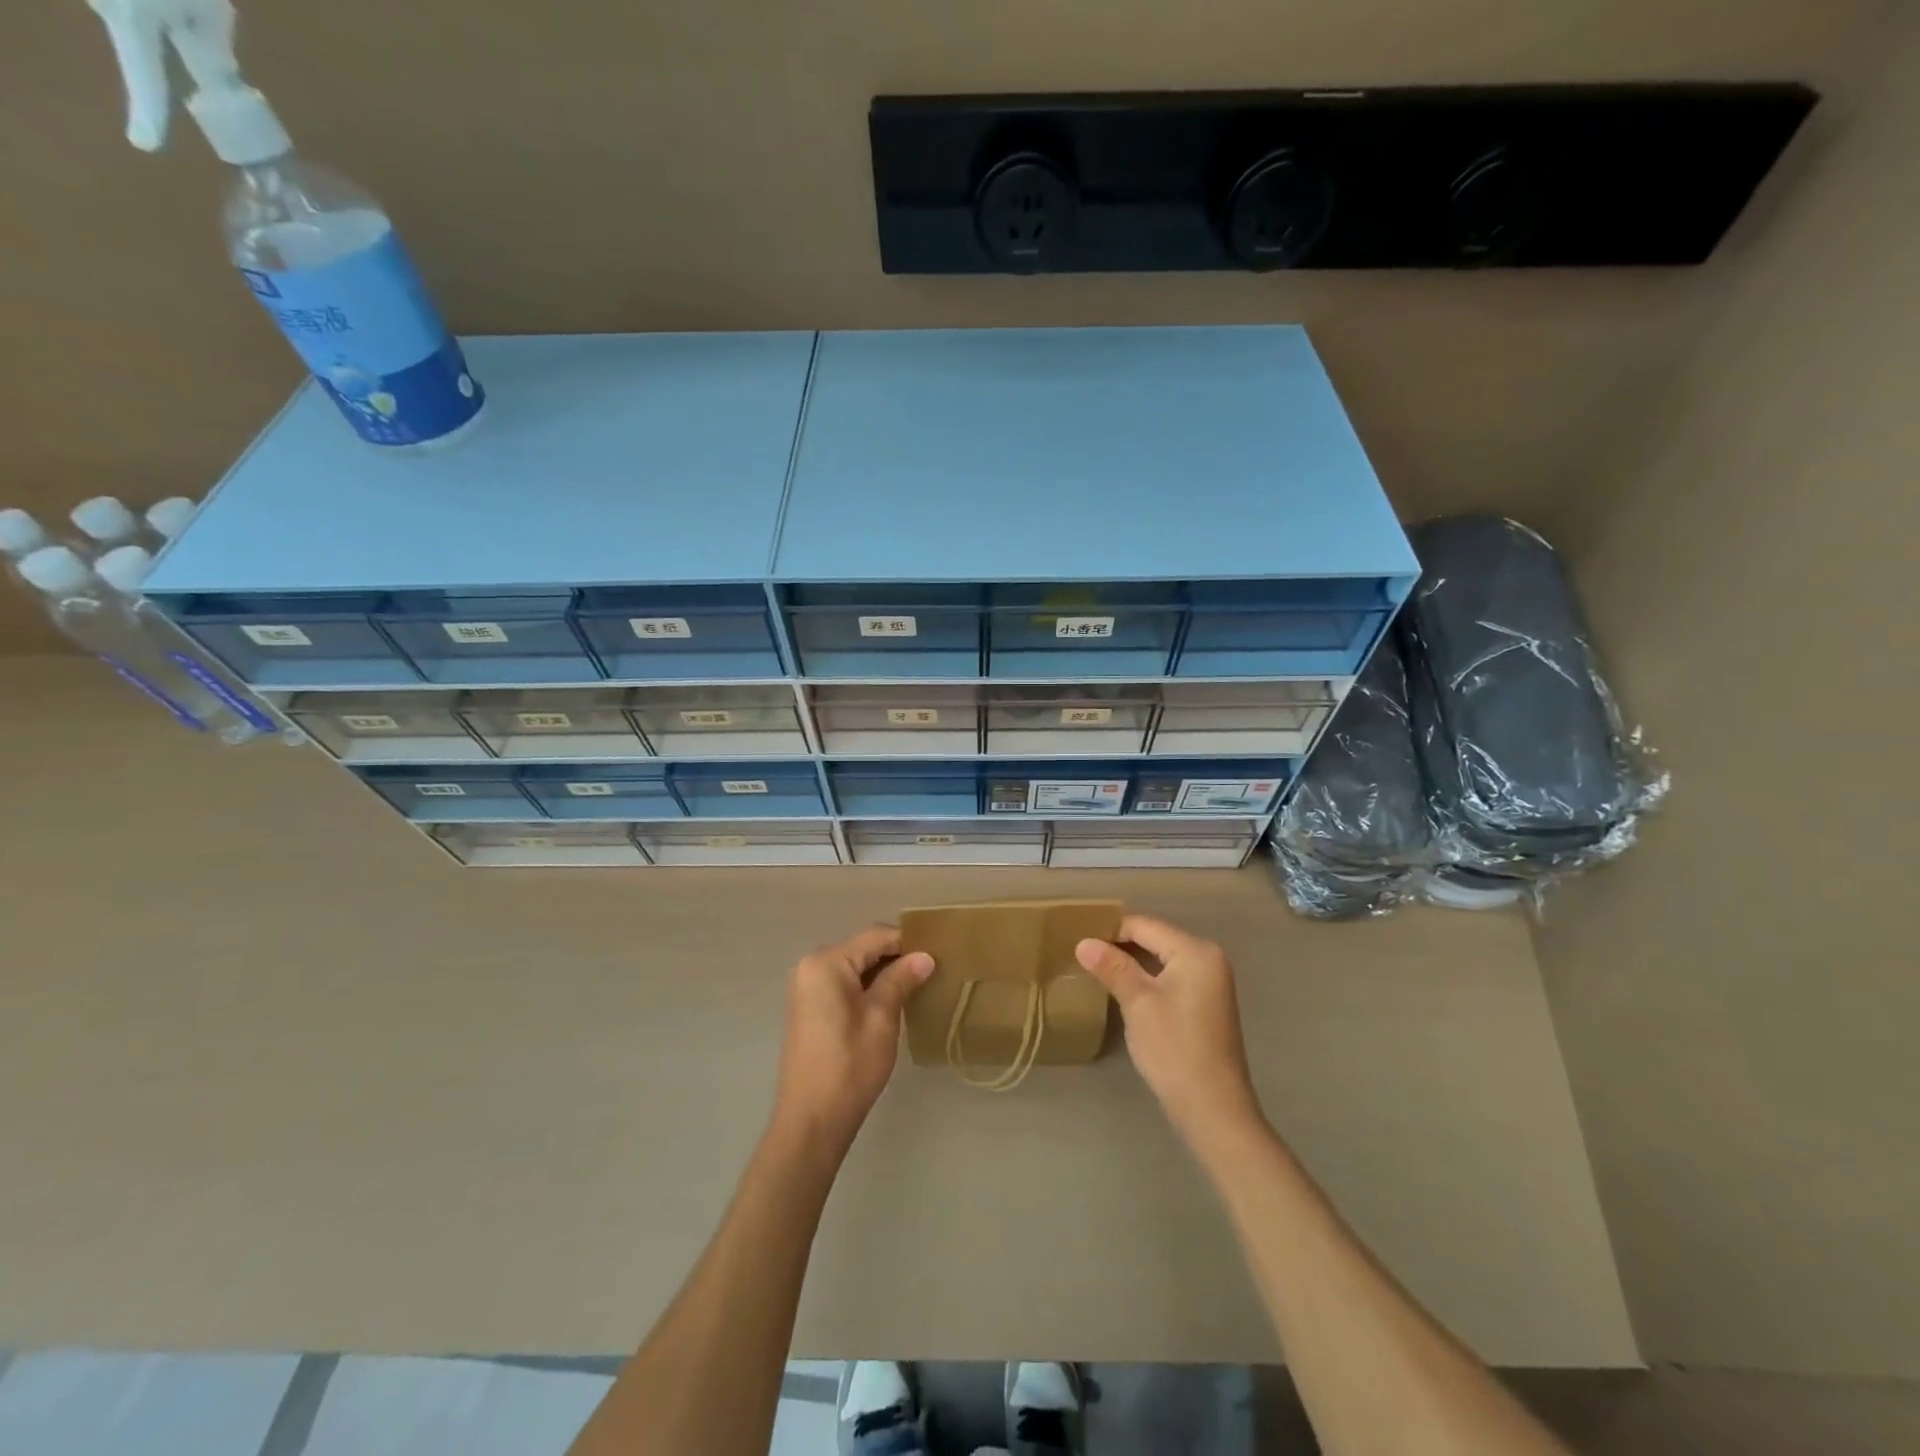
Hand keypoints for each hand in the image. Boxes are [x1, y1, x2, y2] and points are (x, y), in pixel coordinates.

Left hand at [769, 925, 933, 1156]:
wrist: (812, 1121)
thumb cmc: (850, 1066)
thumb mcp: (882, 1018)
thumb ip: (901, 979)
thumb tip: (925, 956)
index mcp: (827, 962)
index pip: (876, 935)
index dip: (908, 941)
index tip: (939, 952)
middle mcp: (811, 965)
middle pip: (863, 948)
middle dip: (897, 956)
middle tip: (932, 970)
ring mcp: (807, 986)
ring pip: (854, 966)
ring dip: (883, 973)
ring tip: (918, 985)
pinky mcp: (809, 1006)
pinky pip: (843, 983)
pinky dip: (867, 987)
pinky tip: (891, 1001)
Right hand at [1075, 914, 1261, 1140]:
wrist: (1213, 1110)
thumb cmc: (1174, 1049)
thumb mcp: (1138, 1003)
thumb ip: (1112, 967)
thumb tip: (1083, 942)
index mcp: (1196, 951)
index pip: (1145, 925)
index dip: (1110, 930)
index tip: (1078, 940)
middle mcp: (1208, 958)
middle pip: (1155, 938)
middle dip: (1120, 945)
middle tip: (1083, 954)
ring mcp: (1211, 982)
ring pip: (1161, 959)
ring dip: (1131, 962)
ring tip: (1096, 970)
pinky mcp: (1206, 1003)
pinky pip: (1170, 977)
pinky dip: (1147, 978)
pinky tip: (1124, 990)